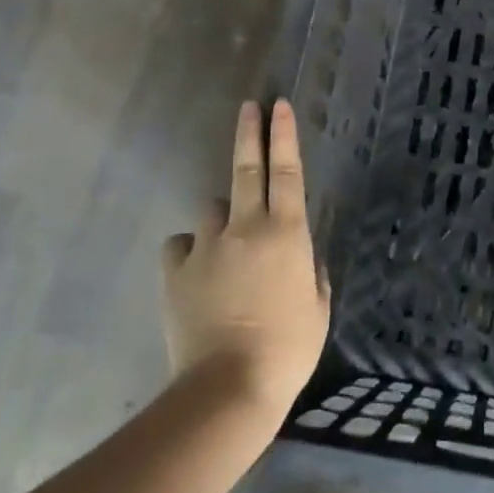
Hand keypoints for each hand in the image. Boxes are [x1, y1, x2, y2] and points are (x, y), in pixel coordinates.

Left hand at [162, 99, 330, 424]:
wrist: (229, 387)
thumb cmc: (289, 348)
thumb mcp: (318, 309)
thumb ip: (312, 275)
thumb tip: (303, 261)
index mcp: (287, 233)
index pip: (288, 171)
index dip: (284, 135)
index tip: (279, 105)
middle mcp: (246, 228)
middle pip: (246, 168)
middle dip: (249, 133)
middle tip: (249, 107)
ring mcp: (207, 246)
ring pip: (211, 211)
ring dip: (222, 219)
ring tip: (227, 250)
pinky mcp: (175, 271)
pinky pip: (182, 246)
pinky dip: (191, 251)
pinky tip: (197, 273)